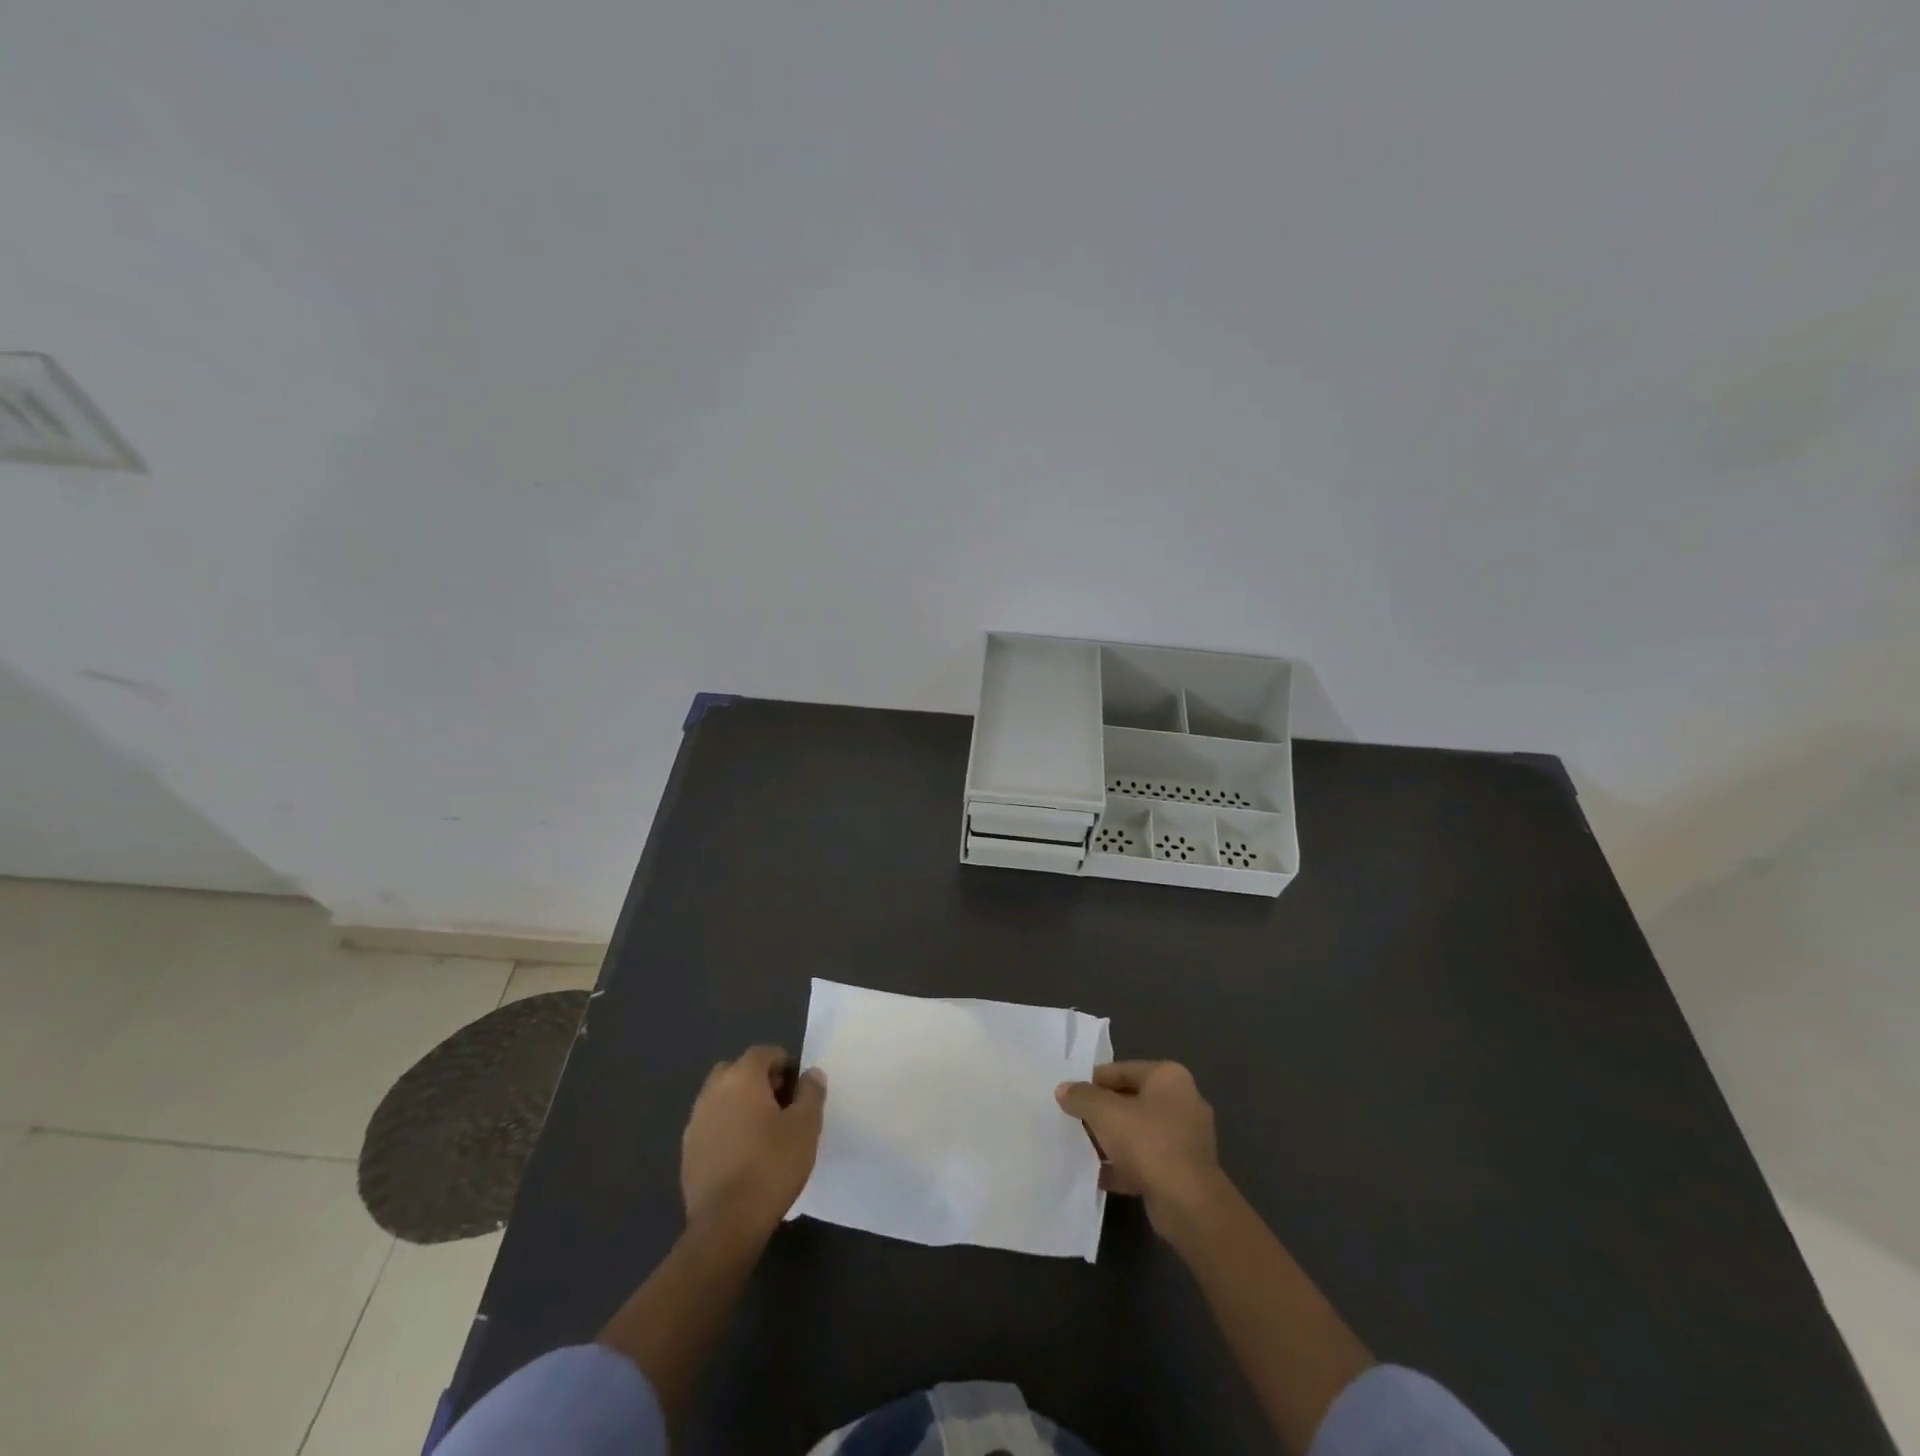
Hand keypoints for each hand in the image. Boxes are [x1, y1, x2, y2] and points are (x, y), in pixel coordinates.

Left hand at [681, 1046, 826, 1237]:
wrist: (726, 1225)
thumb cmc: (772, 1166)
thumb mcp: (806, 1126)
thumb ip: (811, 1092)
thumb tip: (811, 1073)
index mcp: (741, 1078)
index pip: (763, 1052)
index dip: (784, 1064)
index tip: (798, 1089)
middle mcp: (713, 1092)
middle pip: (737, 1070)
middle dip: (759, 1080)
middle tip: (781, 1106)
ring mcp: (695, 1122)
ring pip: (720, 1097)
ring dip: (740, 1104)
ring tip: (763, 1132)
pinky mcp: (687, 1151)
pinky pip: (711, 1124)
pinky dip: (726, 1128)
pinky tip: (743, 1155)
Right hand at [1056, 1060, 1223, 1233]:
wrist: (1188, 1204)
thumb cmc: (1148, 1142)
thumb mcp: (1105, 1113)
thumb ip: (1081, 1097)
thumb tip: (1063, 1089)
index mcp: (1169, 1077)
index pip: (1123, 1070)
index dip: (1094, 1081)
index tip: (1071, 1095)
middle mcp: (1183, 1102)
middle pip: (1131, 1100)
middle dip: (1103, 1111)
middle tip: (1075, 1120)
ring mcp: (1186, 1138)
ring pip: (1139, 1132)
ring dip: (1113, 1140)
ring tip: (1083, 1147)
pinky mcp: (1184, 1170)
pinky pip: (1147, 1160)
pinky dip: (1125, 1165)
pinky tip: (1099, 1175)